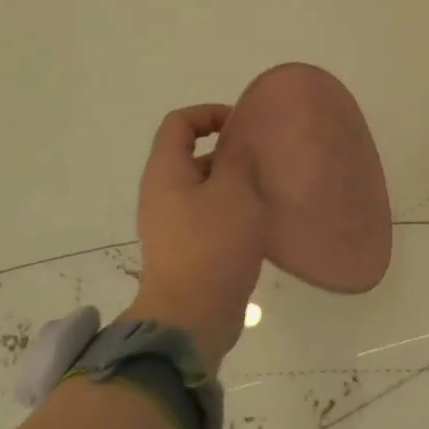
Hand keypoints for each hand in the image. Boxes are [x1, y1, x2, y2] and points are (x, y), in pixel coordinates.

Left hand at [128, 104, 265, 373]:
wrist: (192, 315)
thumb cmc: (213, 244)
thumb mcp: (234, 191)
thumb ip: (237, 158)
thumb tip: (237, 141)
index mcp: (166, 172)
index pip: (179, 123)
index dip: (210, 113)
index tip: (243, 126)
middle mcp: (162, 193)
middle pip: (191, 155)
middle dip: (227, 151)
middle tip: (263, 161)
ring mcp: (171, 224)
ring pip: (203, 188)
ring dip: (233, 183)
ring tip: (266, 191)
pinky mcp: (185, 249)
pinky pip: (208, 215)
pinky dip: (231, 210)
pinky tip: (258, 223)